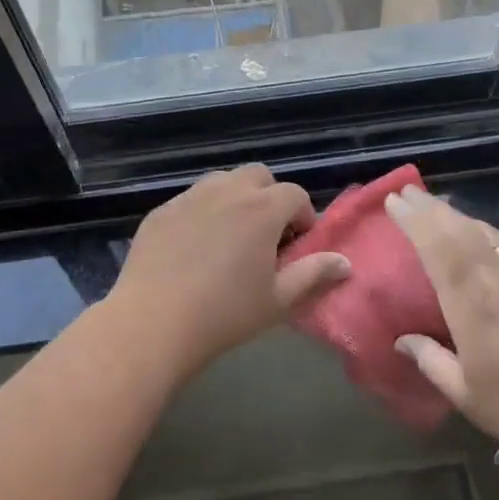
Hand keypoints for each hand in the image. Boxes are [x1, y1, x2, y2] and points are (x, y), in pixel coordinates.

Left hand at [109, 165, 350, 377]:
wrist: (153, 323)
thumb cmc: (225, 314)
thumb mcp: (278, 300)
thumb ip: (313, 274)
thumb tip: (345, 262)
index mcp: (262, 210)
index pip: (295, 194)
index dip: (303, 217)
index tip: (297, 246)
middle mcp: (227, 192)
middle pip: (258, 176)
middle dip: (269, 198)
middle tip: (266, 236)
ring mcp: (189, 198)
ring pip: (222, 181)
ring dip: (236, 199)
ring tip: (231, 237)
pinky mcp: (160, 212)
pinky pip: (190, 199)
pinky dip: (203, 212)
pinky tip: (195, 248)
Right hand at [385, 185, 498, 442]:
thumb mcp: (461, 390)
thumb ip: (428, 358)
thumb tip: (401, 339)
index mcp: (472, 305)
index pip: (438, 250)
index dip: (415, 222)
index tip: (395, 202)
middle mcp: (497, 280)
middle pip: (459, 231)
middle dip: (430, 209)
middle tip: (407, 192)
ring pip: (485, 232)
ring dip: (457, 214)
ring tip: (435, 204)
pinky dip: (484, 228)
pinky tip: (475, 227)